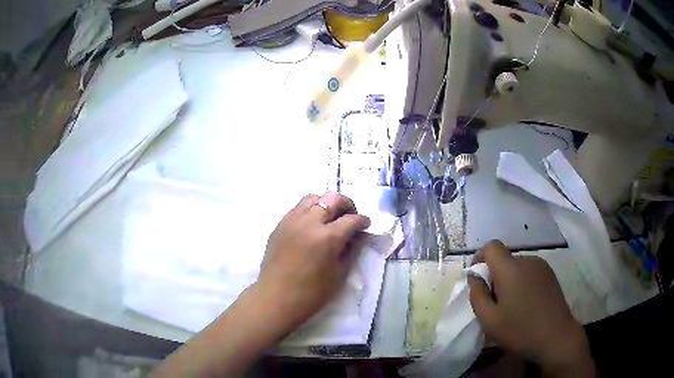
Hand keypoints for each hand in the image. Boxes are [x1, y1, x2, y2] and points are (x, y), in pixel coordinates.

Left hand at [256, 192, 370, 329]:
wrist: (276, 298)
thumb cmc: (311, 293)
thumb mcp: (339, 273)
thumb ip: (351, 250)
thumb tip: (357, 236)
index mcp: (327, 237)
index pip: (351, 219)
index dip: (362, 220)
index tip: (366, 224)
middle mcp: (309, 222)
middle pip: (332, 198)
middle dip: (346, 204)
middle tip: (350, 216)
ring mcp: (291, 221)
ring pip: (312, 198)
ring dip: (326, 203)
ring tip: (330, 218)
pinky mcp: (279, 225)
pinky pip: (298, 209)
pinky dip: (310, 211)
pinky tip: (312, 226)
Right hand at [468, 240, 594, 376]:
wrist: (556, 336)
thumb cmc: (519, 330)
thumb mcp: (489, 319)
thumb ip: (477, 295)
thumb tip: (474, 276)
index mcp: (511, 269)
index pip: (492, 246)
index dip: (480, 257)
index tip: (477, 277)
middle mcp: (528, 261)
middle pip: (505, 258)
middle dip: (494, 275)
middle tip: (494, 301)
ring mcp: (542, 267)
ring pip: (517, 266)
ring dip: (509, 279)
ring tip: (511, 305)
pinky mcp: (550, 275)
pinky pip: (529, 271)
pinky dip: (522, 282)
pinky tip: (526, 304)